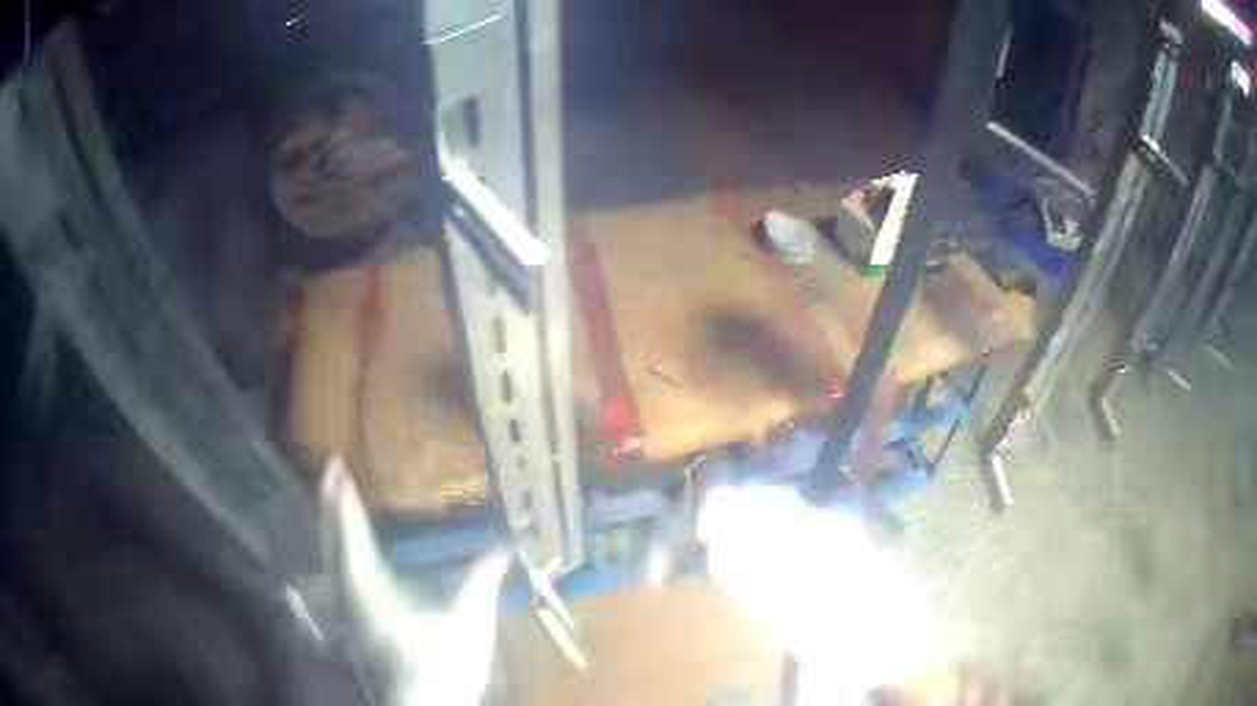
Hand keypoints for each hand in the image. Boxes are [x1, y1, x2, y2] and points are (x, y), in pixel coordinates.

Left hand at [320, 458, 507, 705]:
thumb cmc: (443, 663)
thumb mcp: (469, 619)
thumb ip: (484, 578)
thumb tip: (509, 543)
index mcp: (369, 590)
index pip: (349, 534)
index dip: (343, 500)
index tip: (336, 466)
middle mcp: (351, 595)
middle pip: (331, 543)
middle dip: (330, 506)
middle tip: (331, 474)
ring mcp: (351, 612)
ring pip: (332, 560)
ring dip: (332, 528)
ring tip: (336, 504)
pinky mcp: (359, 624)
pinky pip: (341, 575)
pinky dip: (341, 552)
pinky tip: (350, 554)